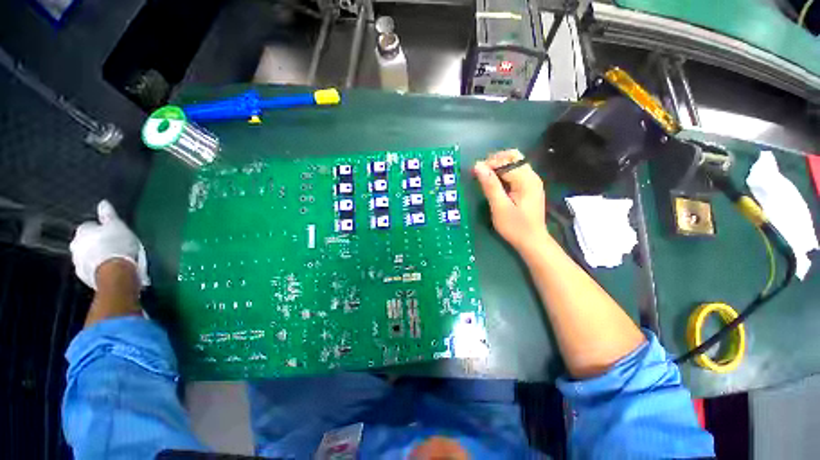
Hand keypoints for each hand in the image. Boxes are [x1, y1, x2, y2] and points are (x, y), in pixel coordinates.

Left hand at [69, 200, 149, 289]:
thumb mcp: (117, 226)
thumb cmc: (117, 245)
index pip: (89, 226)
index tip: (112, 233)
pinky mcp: (83, 276)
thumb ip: (108, 215)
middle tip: (110, 246)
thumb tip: (102, 203)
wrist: (114, 272)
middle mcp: (75, 244)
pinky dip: (96, 267)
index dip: (101, 229)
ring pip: (86, 256)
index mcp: (82, 230)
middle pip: (85, 242)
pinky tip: (107, 269)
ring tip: (110, 259)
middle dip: (94, 243)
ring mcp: (77, 262)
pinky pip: (90, 268)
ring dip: (95, 256)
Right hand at [473, 149, 548, 254]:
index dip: (489, 164)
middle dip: (495, 161)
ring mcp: (532, 181)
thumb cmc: (515, 227)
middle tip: (481, 174)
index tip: (474, 173)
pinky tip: (496, 184)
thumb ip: (490, 185)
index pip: (506, 161)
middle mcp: (532, 176)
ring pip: (515, 162)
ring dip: (499, 166)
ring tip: (486, 178)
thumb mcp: (499, 207)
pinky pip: (517, 172)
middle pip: (514, 156)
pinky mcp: (530, 187)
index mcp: (526, 180)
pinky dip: (504, 173)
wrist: (532, 242)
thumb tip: (478, 166)